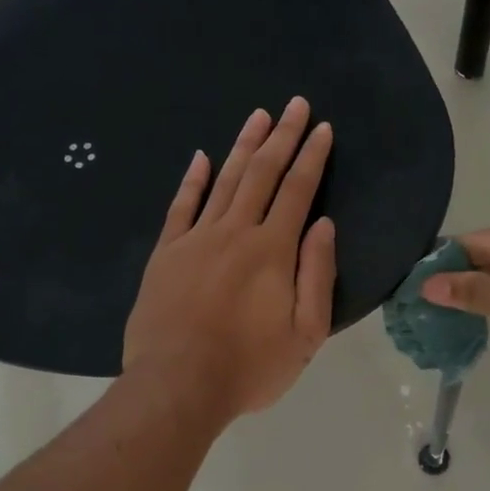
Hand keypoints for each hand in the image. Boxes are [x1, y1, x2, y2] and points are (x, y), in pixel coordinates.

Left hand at [124, 98, 336, 422]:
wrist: (177, 386)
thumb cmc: (249, 367)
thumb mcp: (305, 334)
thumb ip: (317, 275)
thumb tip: (324, 224)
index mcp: (273, 251)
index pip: (298, 191)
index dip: (312, 157)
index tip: (322, 128)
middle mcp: (235, 232)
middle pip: (262, 173)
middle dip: (282, 136)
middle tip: (294, 104)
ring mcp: (196, 239)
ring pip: (224, 180)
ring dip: (243, 145)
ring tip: (257, 115)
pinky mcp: (166, 253)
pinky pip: (181, 206)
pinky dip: (193, 179)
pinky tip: (202, 157)